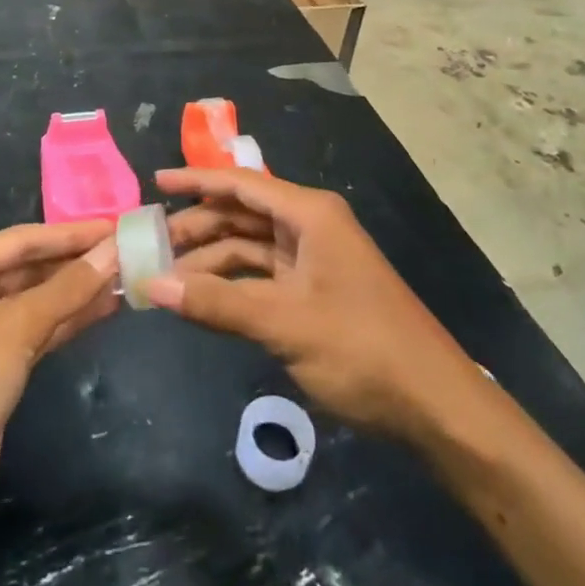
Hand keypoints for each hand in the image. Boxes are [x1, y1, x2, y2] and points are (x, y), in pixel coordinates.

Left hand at [0, 221, 118, 540]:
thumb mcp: (14, 328)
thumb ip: (68, 288)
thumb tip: (115, 249)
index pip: (24, 238)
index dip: (73, 233)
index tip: (119, 226)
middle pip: (30, 268)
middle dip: (77, 263)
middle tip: (129, 252)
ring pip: (36, 302)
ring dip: (77, 293)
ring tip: (127, 278)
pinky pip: (35, 334)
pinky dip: (67, 322)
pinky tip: (104, 310)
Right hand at [150, 168, 488, 443]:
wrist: (433, 404)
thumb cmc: (361, 348)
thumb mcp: (284, 323)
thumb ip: (217, 303)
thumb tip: (154, 286)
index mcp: (309, 214)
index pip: (241, 184)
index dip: (196, 181)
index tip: (155, 182)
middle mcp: (310, 226)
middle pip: (242, 215)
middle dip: (198, 227)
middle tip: (150, 244)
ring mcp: (314, 259)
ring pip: (250, 247)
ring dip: (211, 260)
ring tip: (167, 276)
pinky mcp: (315, 291)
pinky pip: (263, 275)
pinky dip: (233, 284)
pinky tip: (203, 298)